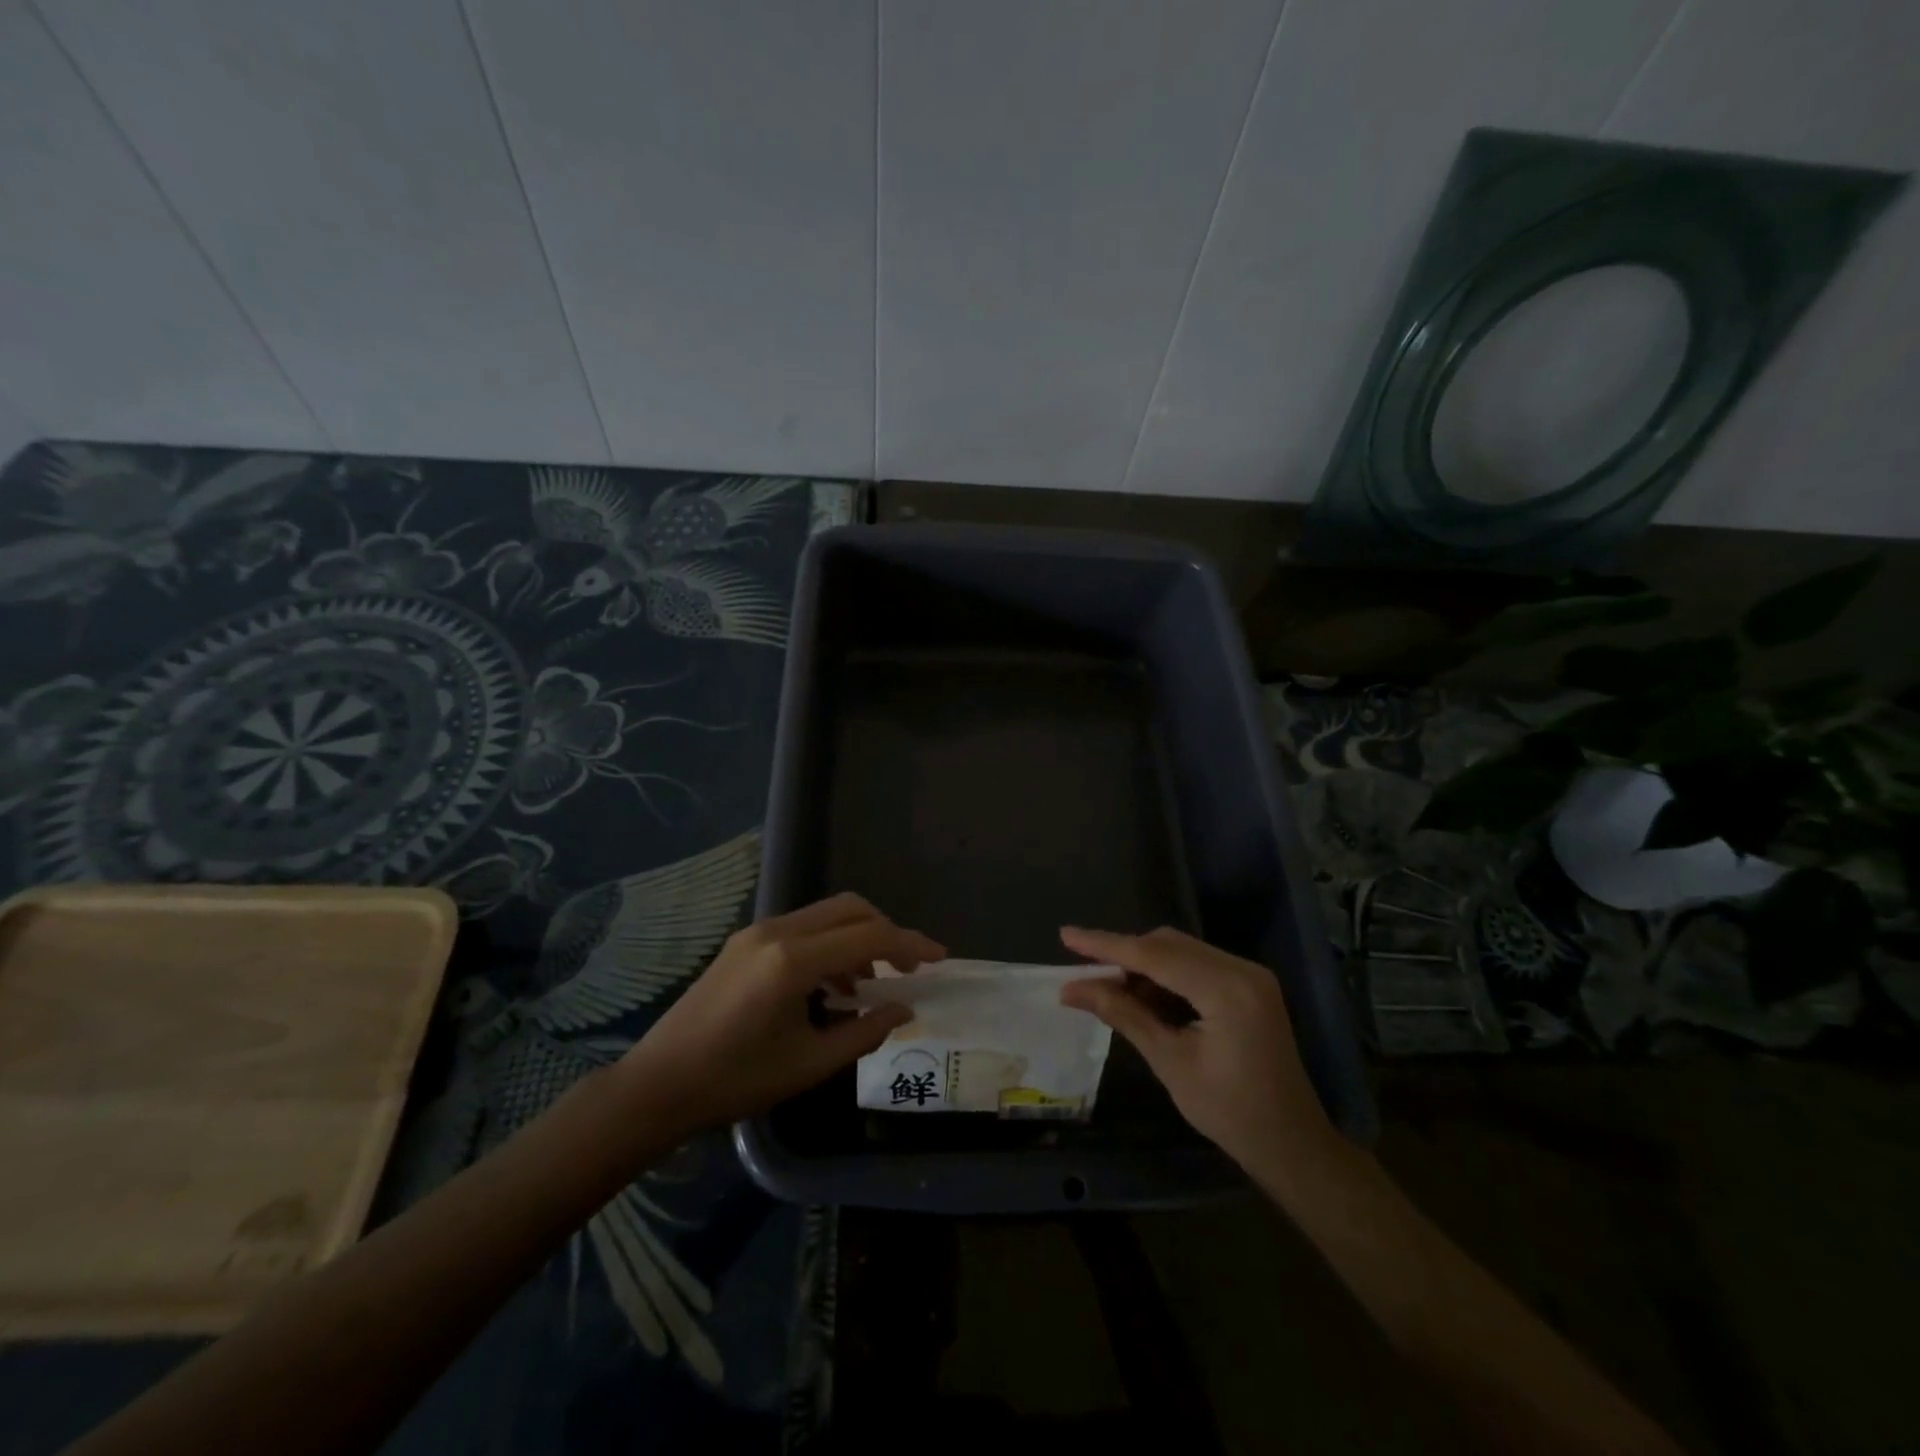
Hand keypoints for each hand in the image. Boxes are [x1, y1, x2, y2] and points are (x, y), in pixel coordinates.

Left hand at [618, 894, 943, 1135]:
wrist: (658, 1084)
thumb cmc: (735, 1081)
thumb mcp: (809, 1064)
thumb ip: (864, 1032)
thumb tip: (905, 1009)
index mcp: (793, 960)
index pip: (869, 938)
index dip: (910, 946)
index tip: (940, 959)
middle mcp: (777, 931)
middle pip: (850, 909)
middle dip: (886, 933)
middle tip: (908, 969)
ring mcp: (757, 932)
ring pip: (826, 914)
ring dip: (857, 939)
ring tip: (867, 987)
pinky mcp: (744, 941)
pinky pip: (802, 927)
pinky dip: (830, 944)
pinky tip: (830, 986)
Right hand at [1060, 926, 1335, 1175]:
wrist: (1293, 1144)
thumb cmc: (1231, 1113)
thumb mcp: (1170, 1062)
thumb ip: (1122, 1015)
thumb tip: (1071, 989)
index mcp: (1226, 989)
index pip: (1154, 955)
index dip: (1106, 945)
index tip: (1066, 936)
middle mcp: (1241, 969)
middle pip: (1168, 945)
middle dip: (1123, 954)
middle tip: (1083, 974)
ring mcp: (1249, 975)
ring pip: (1180, 951)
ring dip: (1143, 965)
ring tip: (1107, 988)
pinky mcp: (1249, 985)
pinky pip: (1196, 965)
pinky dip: (1166, 976)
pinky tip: (1143, 996)